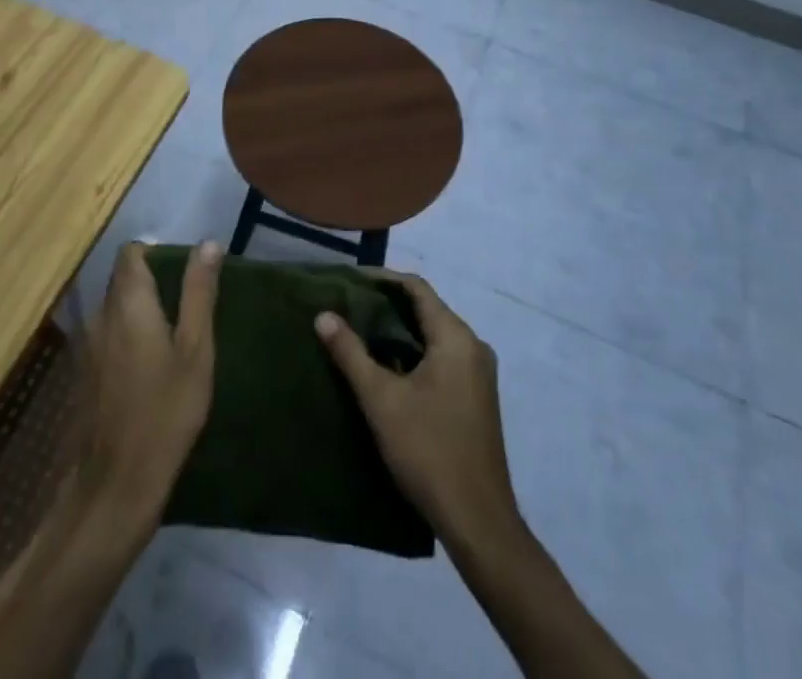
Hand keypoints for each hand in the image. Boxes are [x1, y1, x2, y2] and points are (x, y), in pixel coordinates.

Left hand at [76, 241, 221, 525]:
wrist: (113, 487)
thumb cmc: (164, 413)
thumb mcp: (195, 351)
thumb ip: (199, 293)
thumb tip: (208, 243)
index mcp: (127, 302)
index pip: (132, 253)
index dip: (157, 253)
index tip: (183, 273)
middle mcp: (99, 314)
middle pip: (122, 280)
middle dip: (152, 284)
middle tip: (186, 310)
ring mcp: (85, 345)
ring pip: (113, 310)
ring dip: (139, 314)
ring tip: (171, 341)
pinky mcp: (81, 374)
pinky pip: (106, 337)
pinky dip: (125, 339)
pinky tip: (147, 370)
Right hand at [316, 271, 522, 550]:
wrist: (478, 521)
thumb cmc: (429, 450)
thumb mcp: (381, 399)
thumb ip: (350, 353)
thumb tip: (323, 314)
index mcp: (456, 338)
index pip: (417, 288)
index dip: (383, 279)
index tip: (349, 281)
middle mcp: (472, 347)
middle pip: (426, 309)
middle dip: (387, 304)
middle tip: (348, 305)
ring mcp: (478, 374)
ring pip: (433, 335)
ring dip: (399, 330)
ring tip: (360, 332)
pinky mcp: (475, 398)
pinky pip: (441, 357)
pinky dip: (413, 352)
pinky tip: (386, 366)